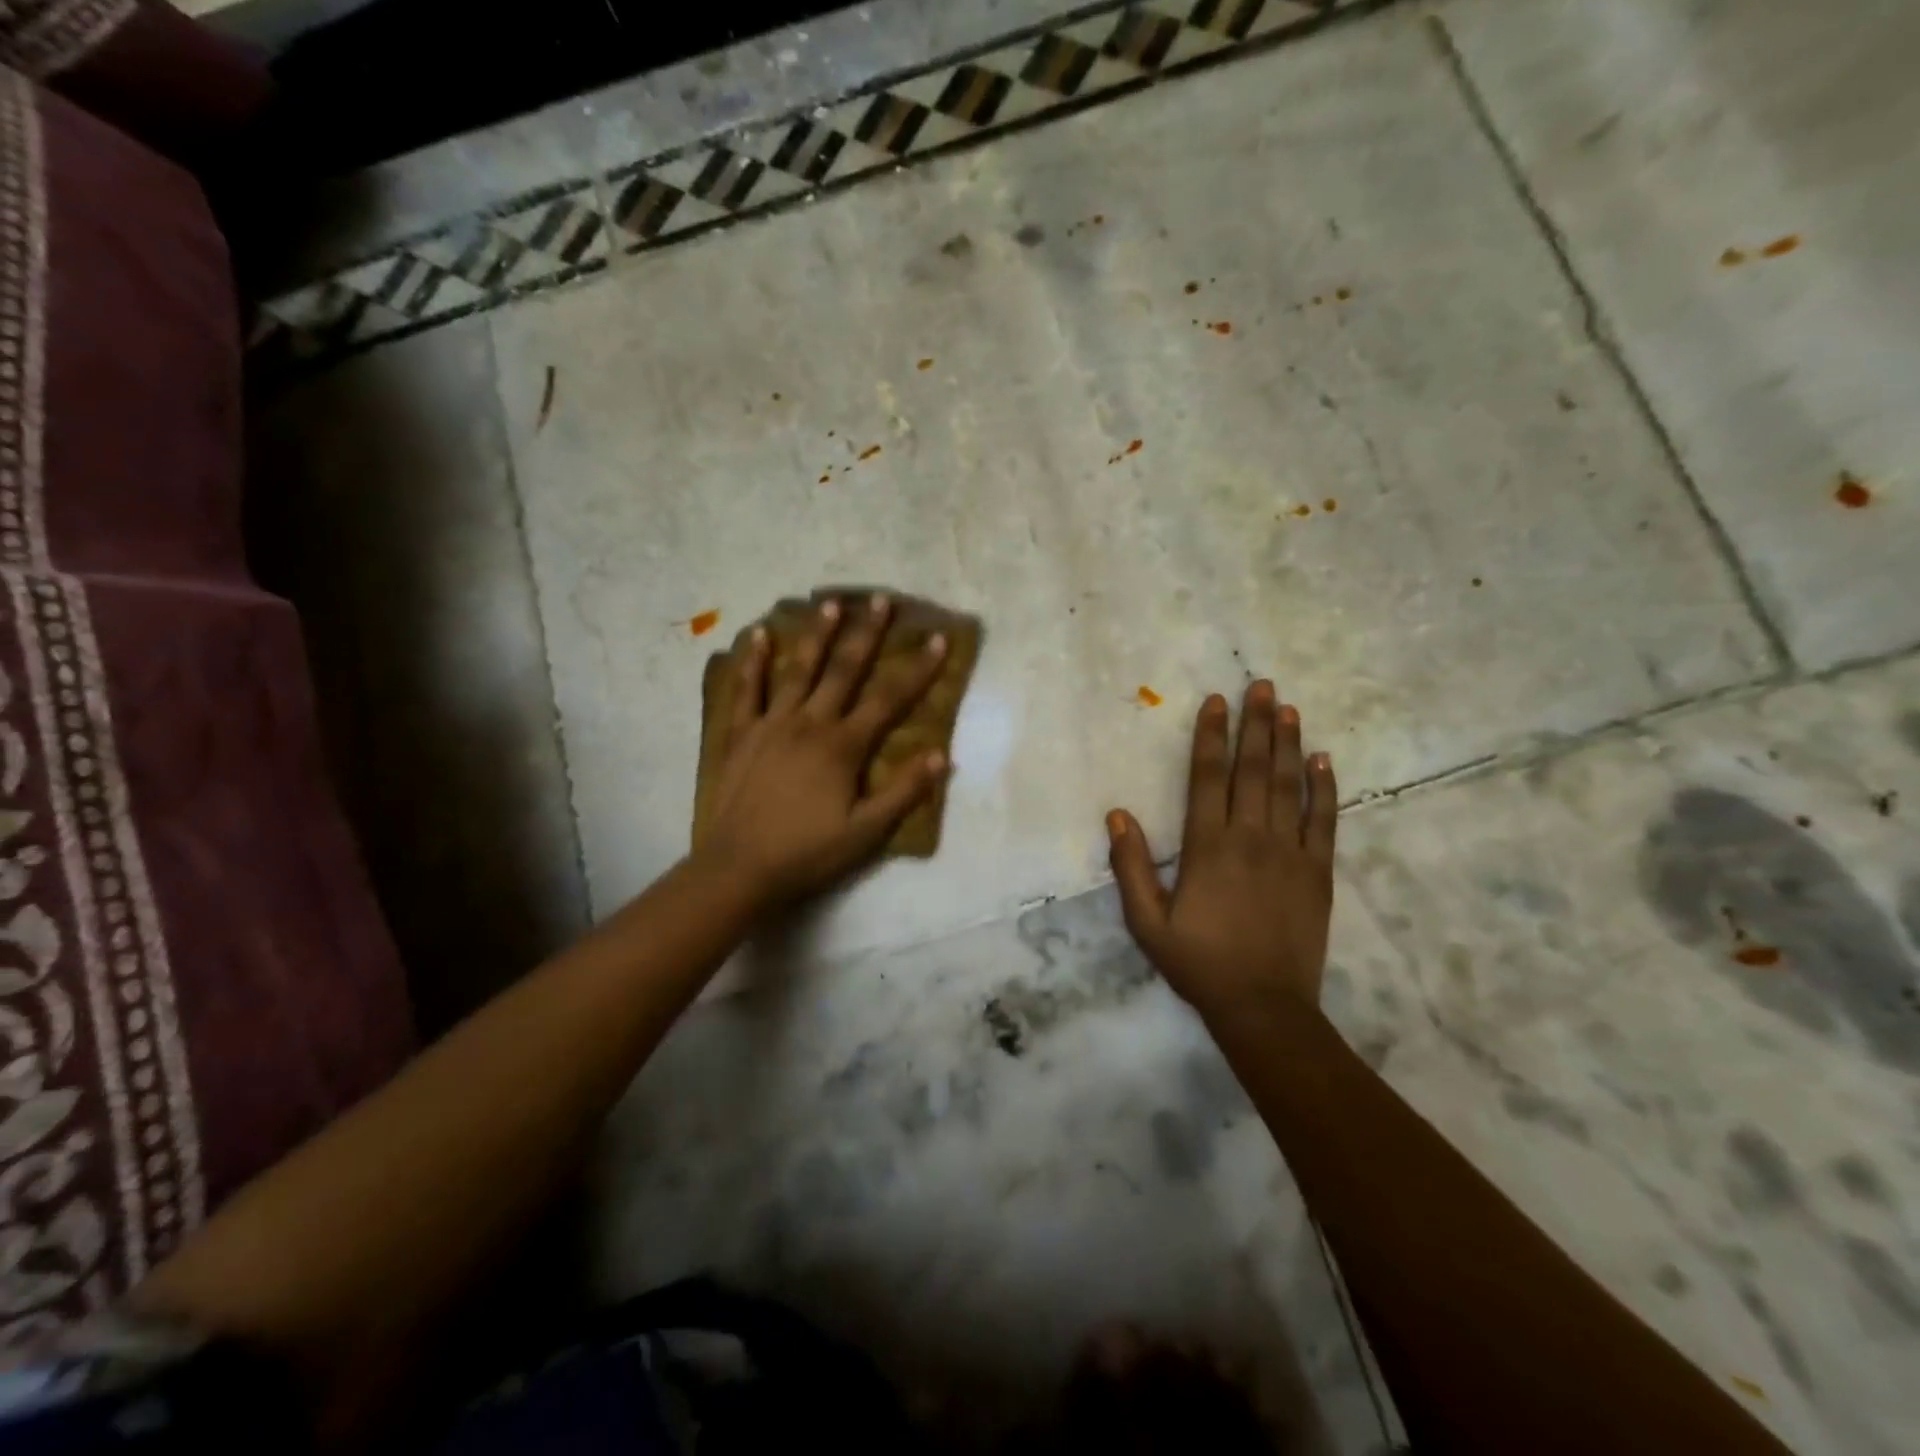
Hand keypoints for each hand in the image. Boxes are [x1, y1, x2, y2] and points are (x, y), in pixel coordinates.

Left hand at [697, 594, 949, 908]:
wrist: (739, 868)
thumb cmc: (808, 853)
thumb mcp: (866, 832)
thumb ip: (904, 791)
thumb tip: (941, 755)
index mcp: (843, 746)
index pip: (889, 699)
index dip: (918, 669)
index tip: (938, 638)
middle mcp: (810, 723)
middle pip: (844, 670)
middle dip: (866, 634)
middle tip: (880, 599)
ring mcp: (772, 724)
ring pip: (798, 670)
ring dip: (816, 635)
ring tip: (830, 603)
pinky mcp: (741, 734)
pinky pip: (747, 690)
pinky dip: (753, 662)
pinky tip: (758, 635)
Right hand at [1106, 681, 1337, 1019]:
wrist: (1264, 1006)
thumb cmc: (1199, 963)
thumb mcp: (1147, 921)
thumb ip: (1132, 866)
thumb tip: (1116, 814)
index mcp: (1208, 845)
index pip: (1208, 776)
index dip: (1211, 736)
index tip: (1216, 702)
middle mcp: (1250, 837)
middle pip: (1253, 769)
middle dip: (1255, 724)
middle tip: (1262, 686)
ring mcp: (1290, 852)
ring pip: (1289, 786)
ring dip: (1288, 744)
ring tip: (1288, 708)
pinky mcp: (1318, 872)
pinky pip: (1323, 821)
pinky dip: (1324, 788)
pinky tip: (1324, 761)